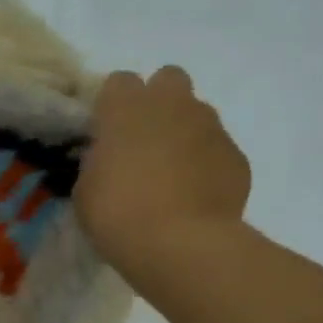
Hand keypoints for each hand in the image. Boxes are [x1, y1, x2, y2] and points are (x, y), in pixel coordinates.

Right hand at [74, 67, 251, 297]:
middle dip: (158, 102)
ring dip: (184, 132)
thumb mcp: (85, 188)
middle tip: (144, 139)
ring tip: (172, 173)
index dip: (112, 105)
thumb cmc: (117, 213)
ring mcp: (210, 127)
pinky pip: (217, 149)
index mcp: (126, 108)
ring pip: (197, 113)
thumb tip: (110, 156)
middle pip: (168, 79)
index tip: (106, 131)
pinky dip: (206, 165)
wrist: (180, 243)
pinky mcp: (236, 155)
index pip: (118, 82)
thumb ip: (98, 161)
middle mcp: (171, 105)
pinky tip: (195, 195)